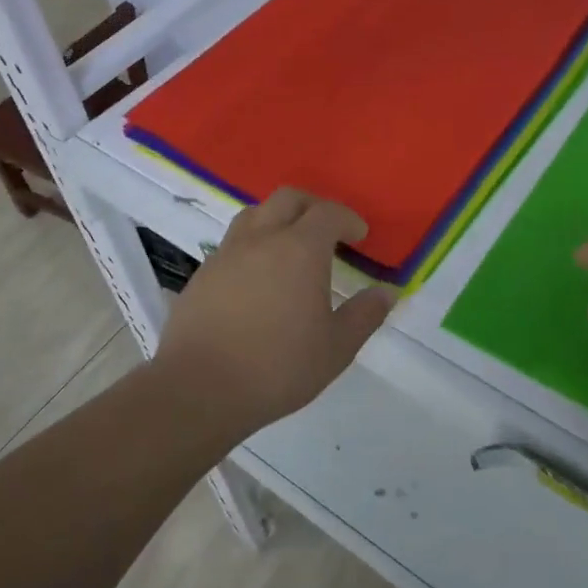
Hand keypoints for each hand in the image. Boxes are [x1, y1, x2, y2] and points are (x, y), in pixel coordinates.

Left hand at [153, 188, 396, 435]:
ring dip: (277, 218)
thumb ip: (364, 315)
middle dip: (313, 206)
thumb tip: (387, 292)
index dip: (348, 218)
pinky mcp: (202, 273)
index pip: (328, 213)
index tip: (359, 235)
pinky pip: (232, 243)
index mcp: (300, 248)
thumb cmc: (277, 367)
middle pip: (289, 199)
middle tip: (328, 230)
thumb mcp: (336, 348)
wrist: (200, 388)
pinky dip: (251, 246)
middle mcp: (262, 238)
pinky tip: (255, 277)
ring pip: (255, 214)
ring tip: (289, 245)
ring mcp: (227, 253)